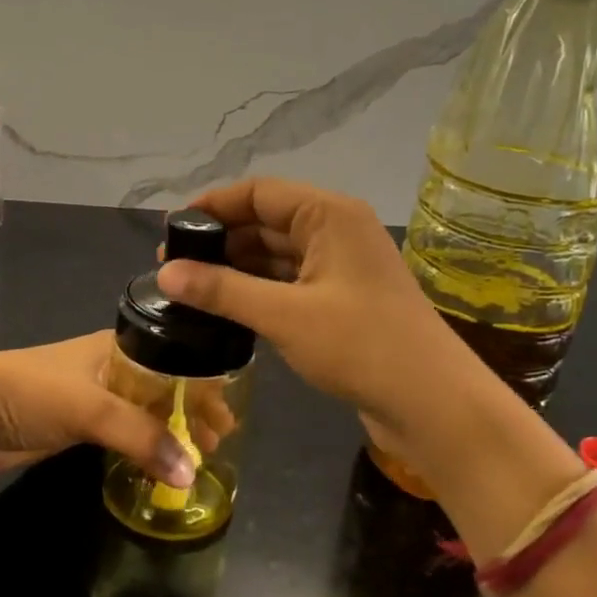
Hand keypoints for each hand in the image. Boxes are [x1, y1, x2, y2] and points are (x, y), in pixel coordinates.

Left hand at [0, 332, 198, 484]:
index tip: (227, 416)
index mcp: (116, 346)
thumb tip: (190, 474)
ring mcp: (92, 397)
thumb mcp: (91, 406)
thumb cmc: (31, 391)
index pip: (174, 361)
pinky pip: (122, 434)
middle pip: (162, 387)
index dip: (202, 385)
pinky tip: (160, 462)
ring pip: (143, 413)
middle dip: (190, 411)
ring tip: (197, 456)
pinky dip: (144, 446)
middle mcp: (109, 367)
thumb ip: (142, 437)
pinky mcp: (76, 426)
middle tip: (217, 441)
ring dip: (170, 431)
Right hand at [155, 179, 473, 449]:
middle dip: (220, 241)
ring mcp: (341, 266)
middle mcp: (336, 230)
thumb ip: (222, 290)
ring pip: (276, 255)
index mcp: (329, 215)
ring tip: (189, 288)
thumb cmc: (361, 346)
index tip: (170, 230)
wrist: (433, 404)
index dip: (212, 207)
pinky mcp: (342, 299)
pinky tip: (226, 308)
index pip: (258, 192)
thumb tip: (163, 274)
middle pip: (266, 221)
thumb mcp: (284, 315)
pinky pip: (289, 282)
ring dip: (236, 268)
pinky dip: (258, 291)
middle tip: (172, 268)